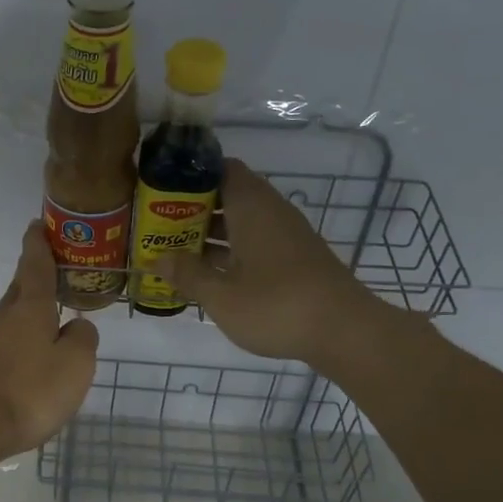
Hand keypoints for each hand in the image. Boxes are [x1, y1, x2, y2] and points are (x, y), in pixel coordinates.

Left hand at [0, 222, 98, 457]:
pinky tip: (26, 365)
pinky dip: (16, 345)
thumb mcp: (74, 366)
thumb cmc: (28, 392)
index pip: (35, 265)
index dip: (39, 244)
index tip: (37, 225)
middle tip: (55, 276)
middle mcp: (1, 316)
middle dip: (35, 279)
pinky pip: (1, 344)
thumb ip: (82, 340)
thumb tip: (77, 326)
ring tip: (50, 329)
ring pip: (10, 318)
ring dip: (28, 317)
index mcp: (29, 307)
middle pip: (20, 289)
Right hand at [157, 159, 383, 363]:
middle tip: (159, 225)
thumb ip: (187, 274)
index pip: (221, 169)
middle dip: (193, 209)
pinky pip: (256, 243)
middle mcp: (271, 212)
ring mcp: (287, 236)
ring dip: (211, 234)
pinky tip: (211, 275)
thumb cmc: (277, 306)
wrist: (346, 332)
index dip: (191, 175)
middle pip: (229, 196)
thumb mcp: (221, 295)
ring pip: (242, 223)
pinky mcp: (297, 260)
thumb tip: (156, 260)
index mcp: (252, 206)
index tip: (161, 189)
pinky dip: (232, 252)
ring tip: (176, 251)